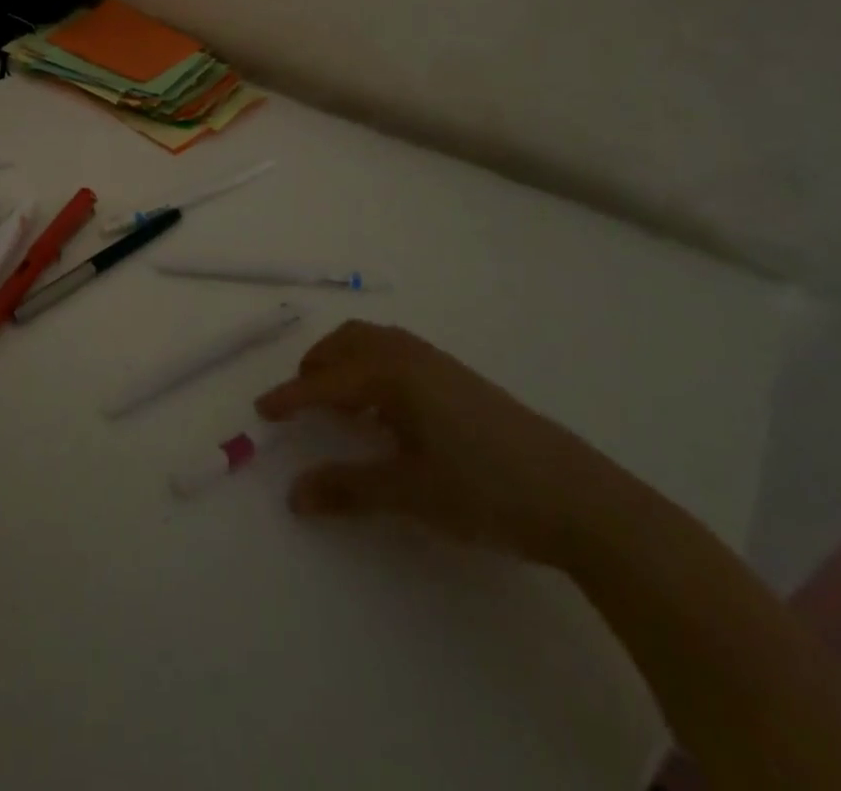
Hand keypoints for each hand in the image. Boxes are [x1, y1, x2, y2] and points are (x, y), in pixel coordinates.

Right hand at [256, 320, 640, 567]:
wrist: (579, 497)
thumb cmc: (486, 489)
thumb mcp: (410, 493)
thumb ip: (347, 488)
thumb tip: (293, 494)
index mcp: (393, 374)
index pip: (326, 382)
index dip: (290, 397)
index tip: (261, 410)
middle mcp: (410, 356)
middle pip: (347, 343)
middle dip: (318, 367)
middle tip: (302, 402)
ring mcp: (438, 362)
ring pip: (374, 343)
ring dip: (346, 362)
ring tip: (340, 403)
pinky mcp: (459, 378)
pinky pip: (397, 353)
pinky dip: (373, 367)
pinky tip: (386, 409)